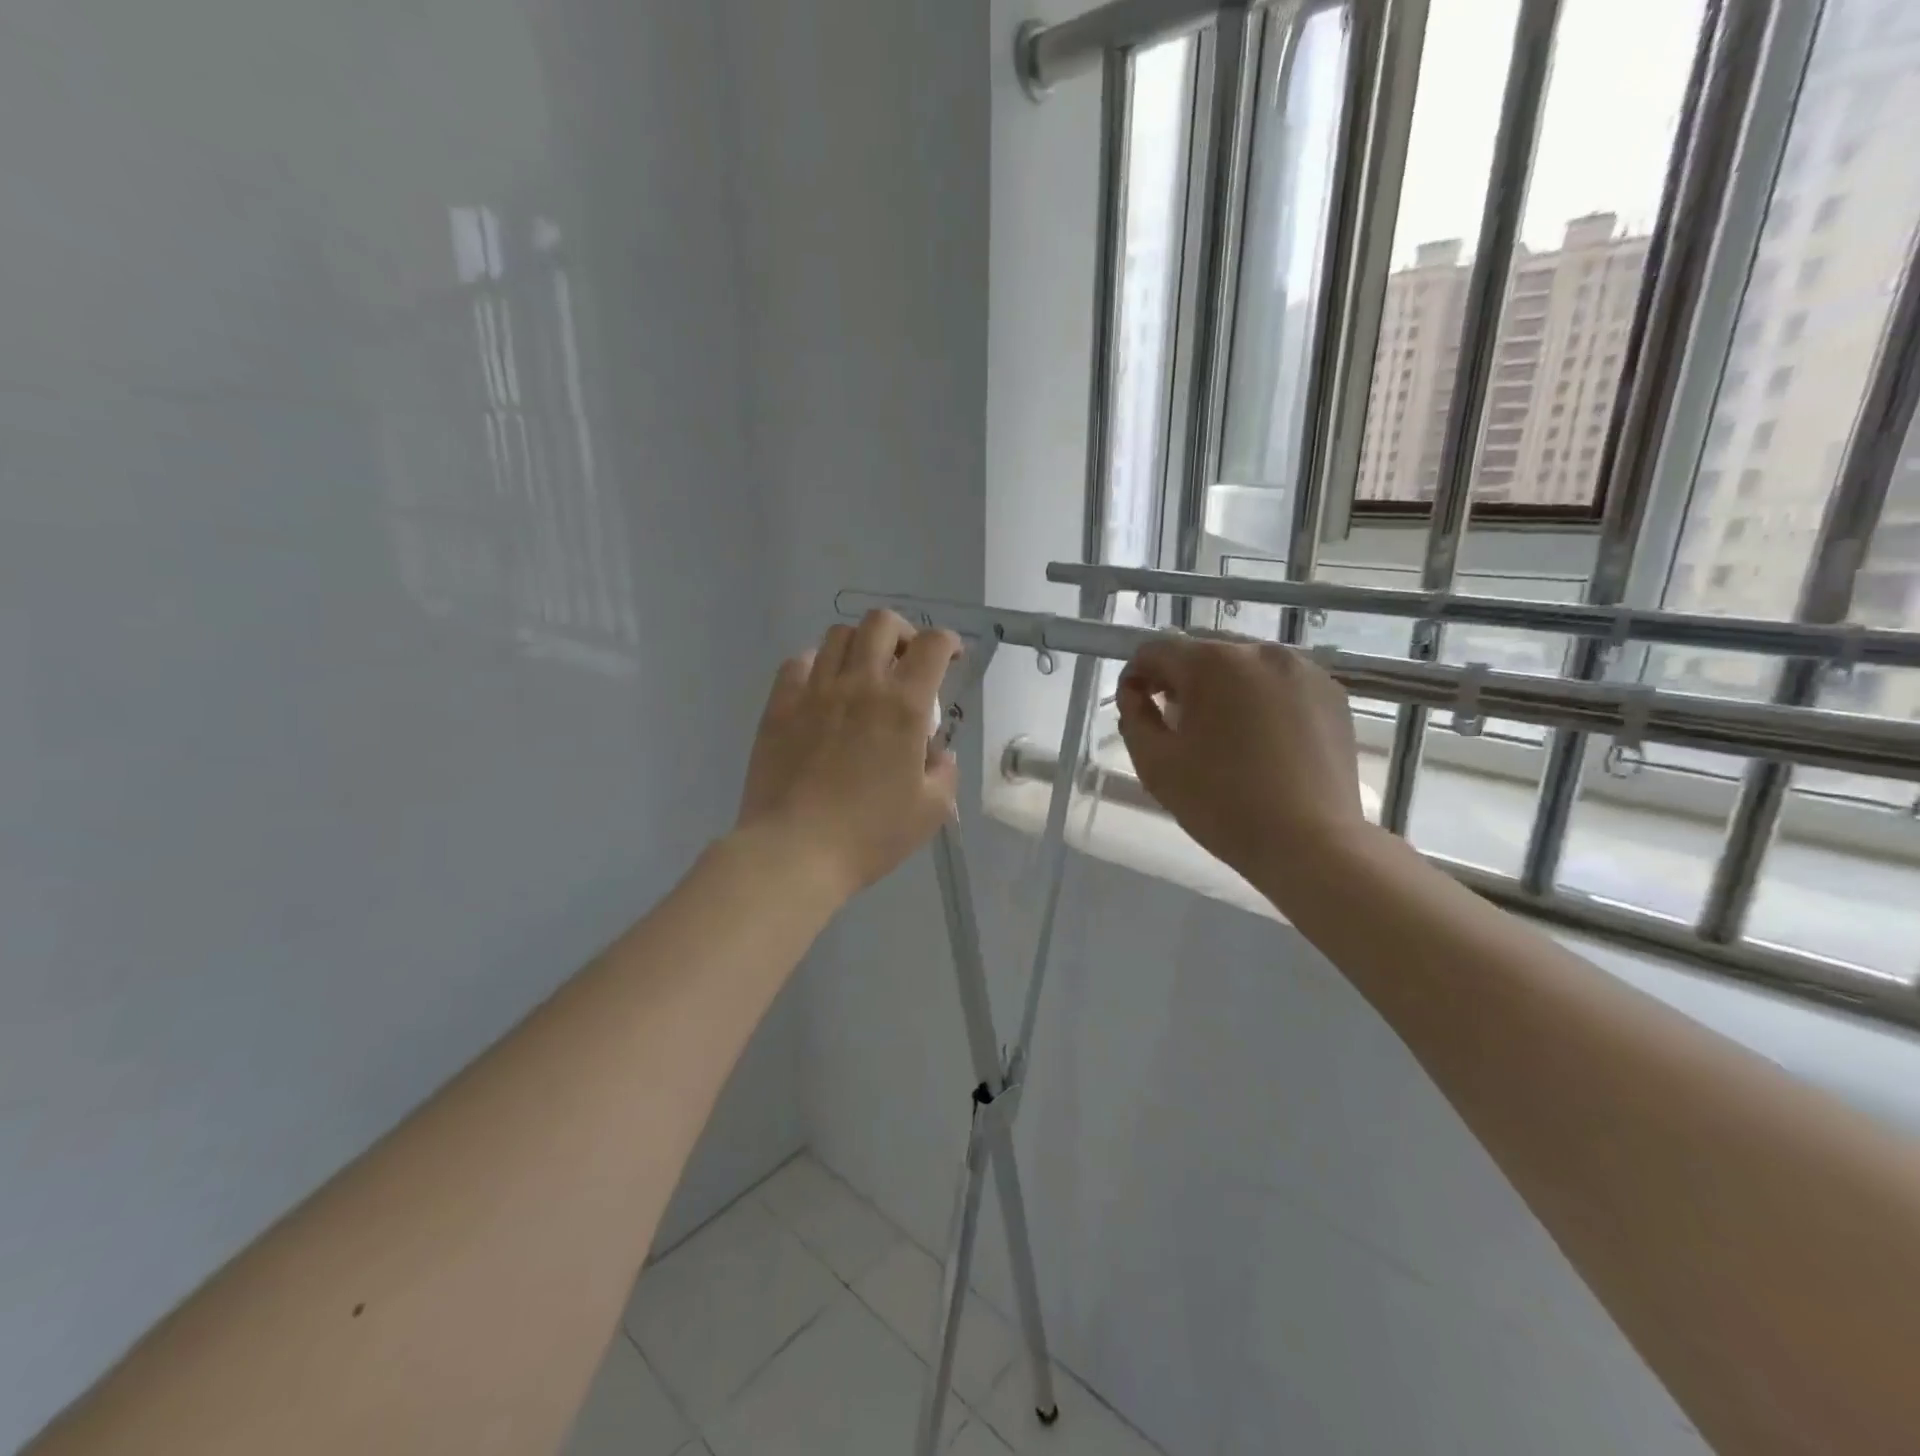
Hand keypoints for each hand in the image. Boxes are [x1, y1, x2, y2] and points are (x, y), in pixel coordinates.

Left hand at [737, 611, 962, 899]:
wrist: (795, 851)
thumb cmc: (869, 834)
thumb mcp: (930, 811)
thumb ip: (944, 772)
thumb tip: (937, 753)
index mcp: (903, 706)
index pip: (932, 645)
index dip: (948, 642)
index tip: (951, 658)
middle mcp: (860, 685)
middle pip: (881, 623)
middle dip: (902, 632)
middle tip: (906, 661)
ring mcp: (814, 691)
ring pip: (838, 635)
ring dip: (859, 645)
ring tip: (863, 674)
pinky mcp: (779, 706)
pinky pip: (798, 663)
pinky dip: (817, 666)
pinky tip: (822, 692)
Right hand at [1117, 636, 1367, 885]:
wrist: (1311, 844)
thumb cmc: (1221, 803)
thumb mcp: (1155, 763)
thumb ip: (1134, 716)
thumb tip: (1136, 693)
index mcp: (1213, 663)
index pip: (1157, 650)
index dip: (1136, 676)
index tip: (1135, 709)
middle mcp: (1260, 651)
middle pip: (1203, 654)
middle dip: (1180, 682)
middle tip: (1176, 726)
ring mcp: (1303, 670)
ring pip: (1243, 668)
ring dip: (1221, 690)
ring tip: (1221, 735)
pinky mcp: (1332, 694)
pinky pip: (1279, 684)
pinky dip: (1260, 700)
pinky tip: (1259, 741)